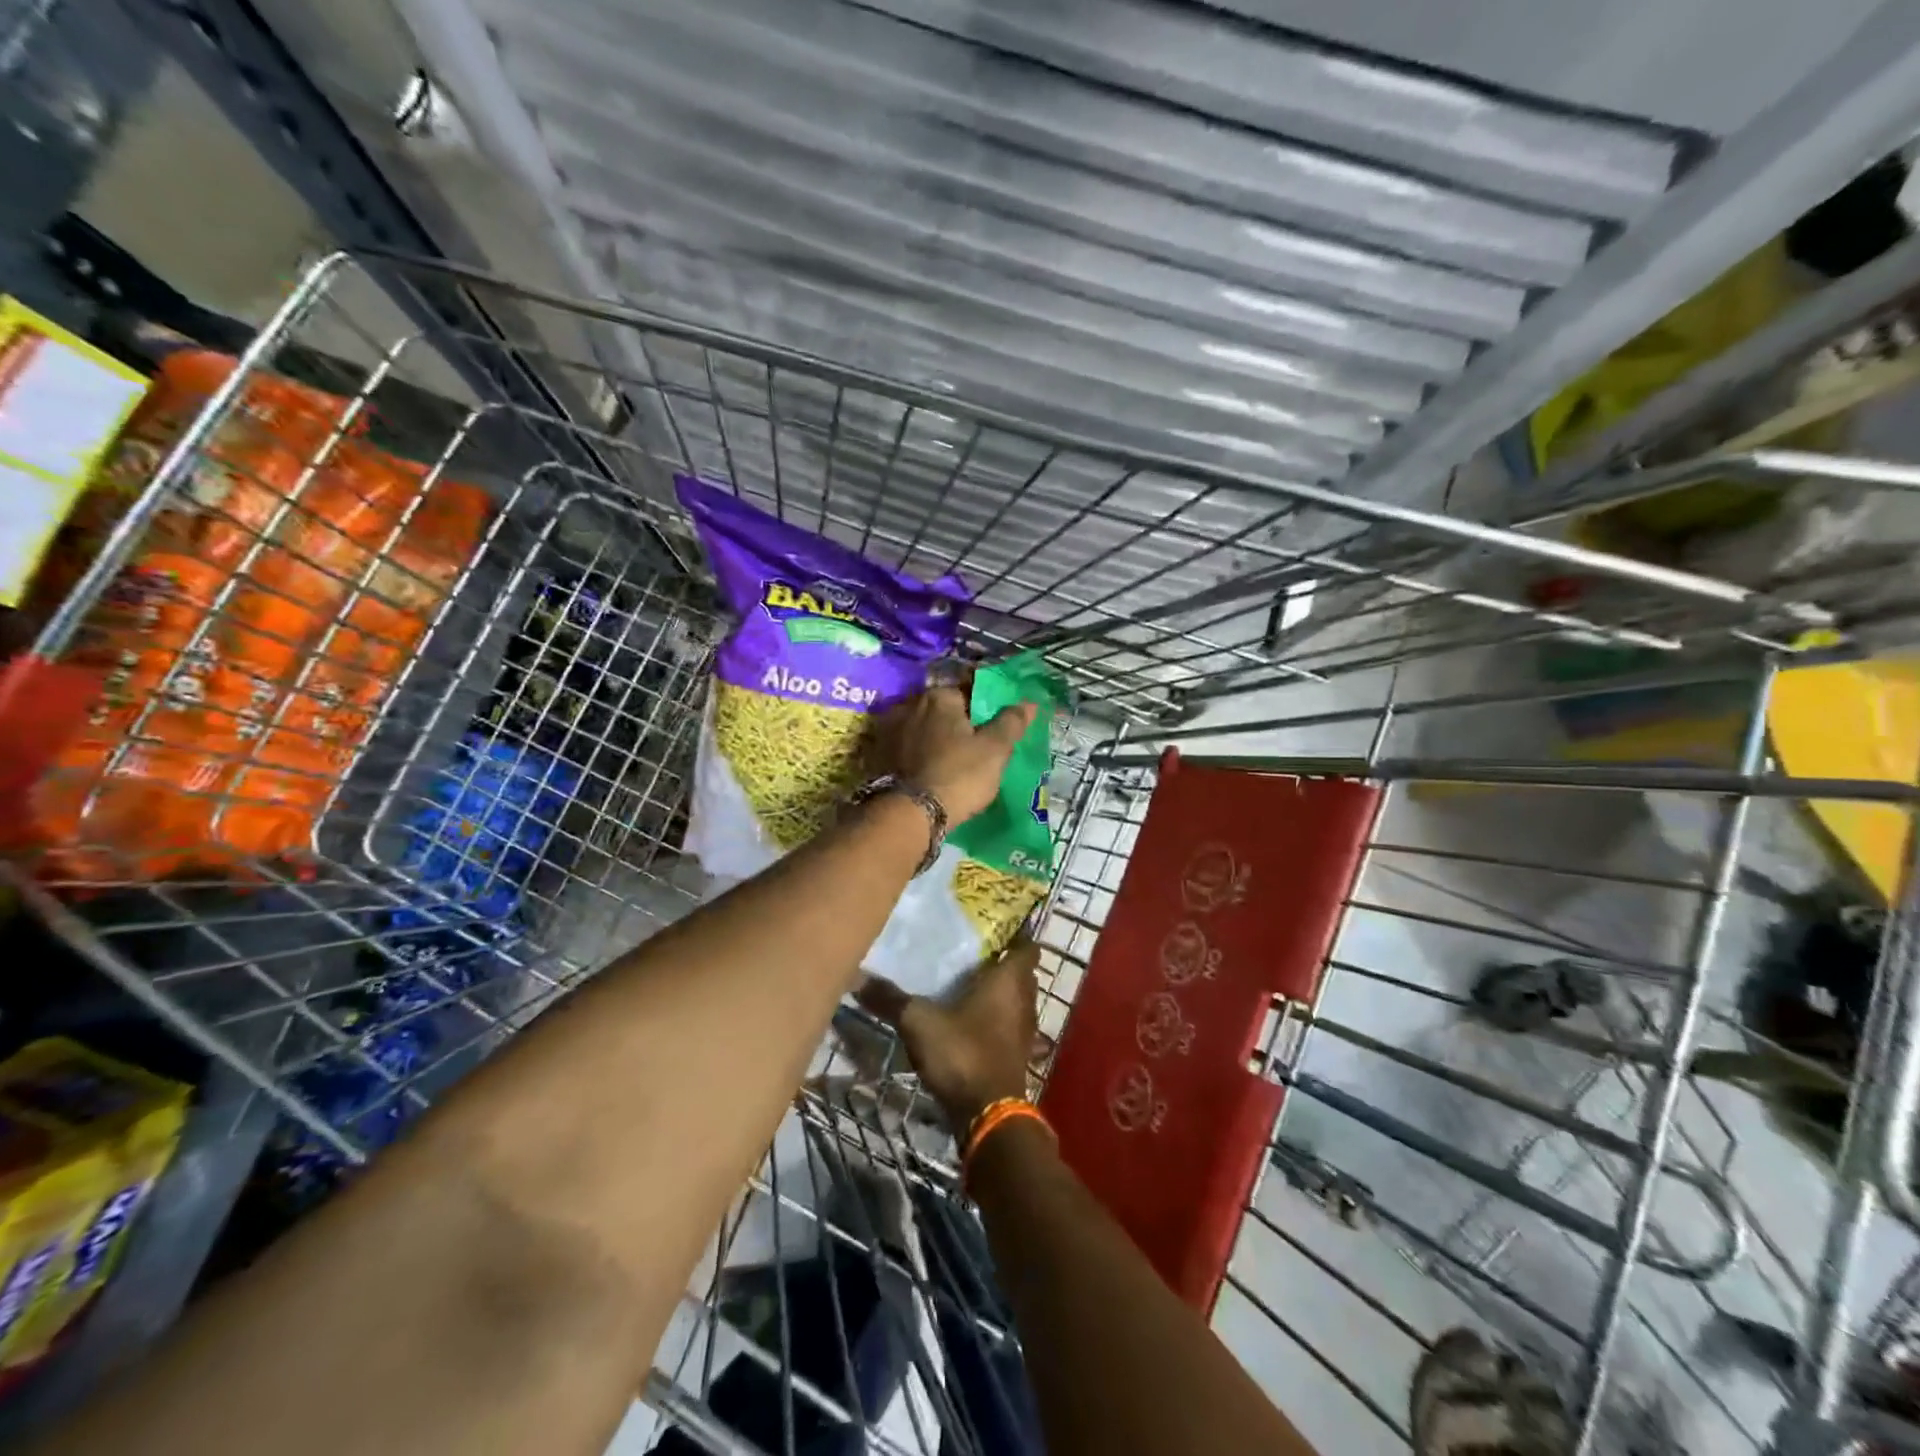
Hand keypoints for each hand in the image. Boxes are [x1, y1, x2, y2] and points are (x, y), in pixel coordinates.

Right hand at [859, 940, 1042, 1129]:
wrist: (988, 1115)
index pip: (1026, 947)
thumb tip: (856, 977)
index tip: (994, 927)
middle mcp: (1024, 1000)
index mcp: (1009, 980)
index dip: (1016, 935)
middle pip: (1022, 974)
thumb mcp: (919, 1022)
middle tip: (972, 953)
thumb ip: (890, 999)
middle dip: (1003, 964)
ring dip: (1000, 995)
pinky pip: (1010, 1027)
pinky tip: (971, 1023)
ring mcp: (1024, 1031)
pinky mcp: (1017, 1056)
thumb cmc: (962, 1053)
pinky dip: (997, 1022)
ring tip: (967, 985)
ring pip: (1017, 1002)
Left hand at [871, 684, 1034, 824]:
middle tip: (971, 748)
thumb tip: (1029, 702)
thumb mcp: (994, 750)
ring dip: (933, 739)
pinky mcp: (877, 755)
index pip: (967, 692)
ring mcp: (889, 730)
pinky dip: (916, 755)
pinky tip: (927, 772)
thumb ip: (1011, 723)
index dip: (982, 710)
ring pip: (921, 729)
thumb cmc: (958, 776)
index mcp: (939, 697)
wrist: (908, 814)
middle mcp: (909, 705)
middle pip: (941, 710)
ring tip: (949, 762)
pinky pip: (905, 748)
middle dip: (955, 723)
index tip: (990, 730)